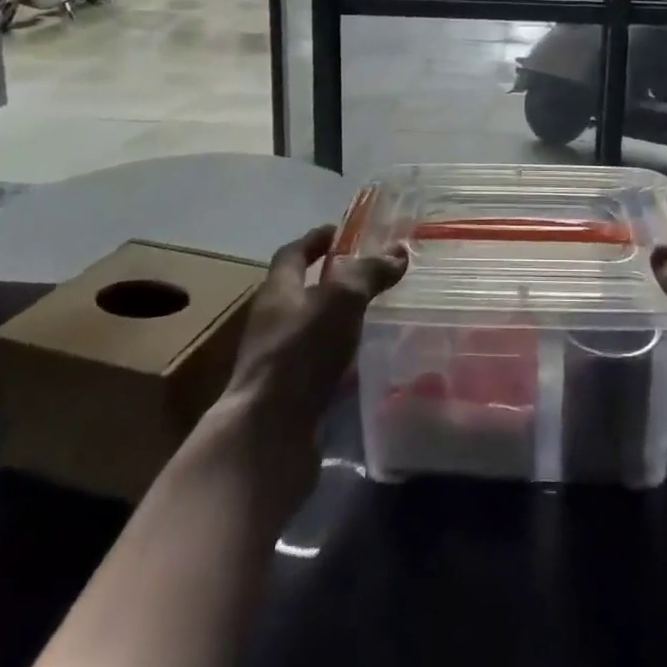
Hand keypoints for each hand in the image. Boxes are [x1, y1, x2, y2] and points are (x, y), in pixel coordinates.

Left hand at [198, 224, 406, 512]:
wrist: (267, 436)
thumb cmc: (300, 352)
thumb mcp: (341, 300)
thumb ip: (369, 274)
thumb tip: (398, 252)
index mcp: (278, 292)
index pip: (292, 254)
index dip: (314, 240)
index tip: (339, 231)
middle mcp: (273, 323)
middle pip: (301, 292)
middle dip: (331, 281)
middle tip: (368, 274)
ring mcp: (279, 362)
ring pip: (312, 331)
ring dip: (338, 322)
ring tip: (374, 317)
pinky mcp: (290, 397)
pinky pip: (319, 367)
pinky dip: (341, 360)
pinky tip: (366, 364)